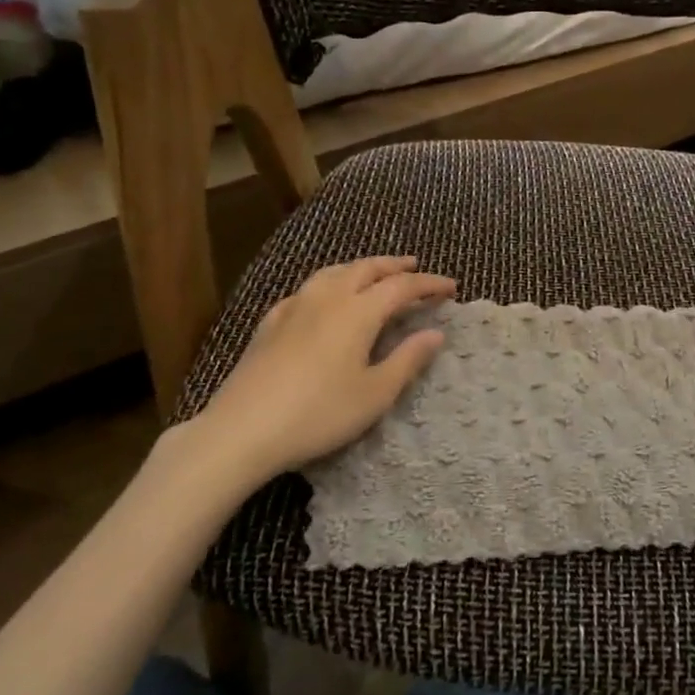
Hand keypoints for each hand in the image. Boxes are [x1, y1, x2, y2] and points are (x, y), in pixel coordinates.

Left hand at [177, 257, 455, 488]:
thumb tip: (436, 333)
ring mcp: (294, 307)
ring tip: (373, 274)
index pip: (401, 286)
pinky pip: (307, 289)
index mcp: (358, 312)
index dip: (429, 283)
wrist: (243, 429)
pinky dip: (328, 284)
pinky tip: (322, 298)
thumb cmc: (319, 414)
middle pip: (366, 269)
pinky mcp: (270, 323)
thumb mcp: (375, 394)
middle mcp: (327, 298)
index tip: (451, 288)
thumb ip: (408, 359)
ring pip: (333, 272)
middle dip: (394, 265)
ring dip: (360, 268)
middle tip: (415, 267)